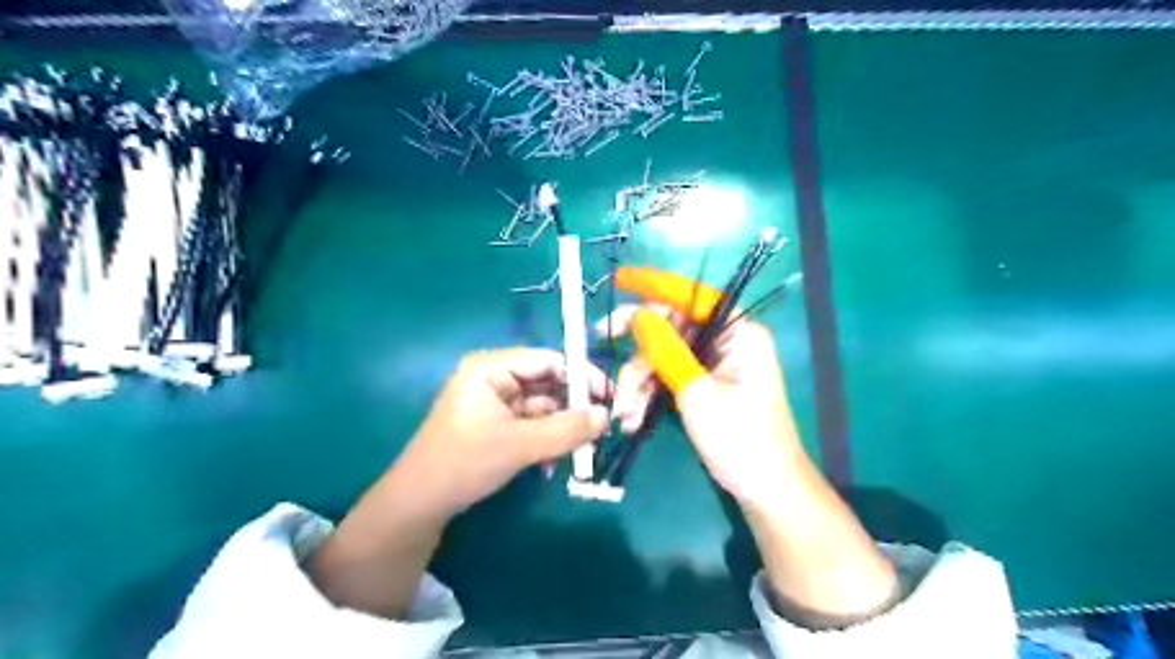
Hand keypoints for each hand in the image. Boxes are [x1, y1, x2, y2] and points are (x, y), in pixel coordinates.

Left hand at [308, 349, 609, 618]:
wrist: (420, 504)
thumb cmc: (465, 462)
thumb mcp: (520, 445)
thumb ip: (566, 429)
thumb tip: (606, 416)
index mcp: (491, 367)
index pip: (548, 360)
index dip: (581, 375)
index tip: (609, 396)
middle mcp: (495, 378)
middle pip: (547, 382)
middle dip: (574, 405)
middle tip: (602, 425)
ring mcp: (496, 401)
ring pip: (543, 405)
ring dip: (563, 426)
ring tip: (583, 448)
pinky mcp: (497, 423)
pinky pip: (533, 423)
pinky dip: (548, 438)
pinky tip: (556, 460)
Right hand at [601, 266, 897, 625]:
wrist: (764, 489)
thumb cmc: (740, 440)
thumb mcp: (697, 394)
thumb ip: (666, 350)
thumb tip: (640, 314)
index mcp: (738, 334)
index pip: (693, 296)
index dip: (656, 285)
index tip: (620, 279)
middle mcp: (726, 342)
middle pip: (671, 326)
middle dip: (638, 348)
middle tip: (601, 341)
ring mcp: (712, 364)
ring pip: (663, 355)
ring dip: (638, 381)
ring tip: (625, 414)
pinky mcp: (702, 384)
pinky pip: (668, 376)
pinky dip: (648, 394)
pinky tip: (634, 418)